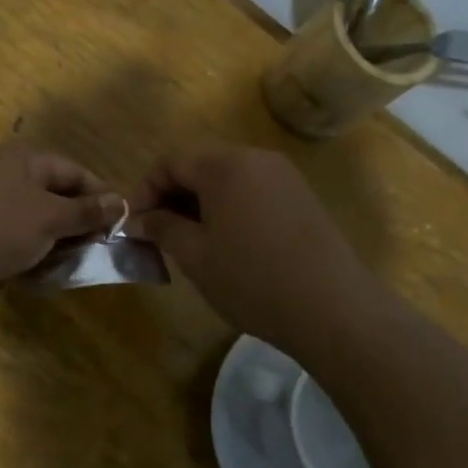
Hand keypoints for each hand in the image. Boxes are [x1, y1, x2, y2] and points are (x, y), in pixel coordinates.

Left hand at [0, 141, 123, 311]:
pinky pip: (12, 242)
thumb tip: (120, 202)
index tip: (122, 225)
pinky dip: (29, 256)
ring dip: (53, 244)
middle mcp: (7, 176)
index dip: (101, 196)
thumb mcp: (49, 216)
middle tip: (100, 251)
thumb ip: (85, 211)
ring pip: (34, 223)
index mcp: (27, 159)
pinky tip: (40, 276)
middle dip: (78, 224)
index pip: (76, 172)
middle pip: (54, 196)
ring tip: (74, 267)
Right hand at [129, 144, 379, 355]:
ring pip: (228, 179)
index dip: (145, 190)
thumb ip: (162, 228)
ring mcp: (284, 176)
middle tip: (159, 235)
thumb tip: (137, 219)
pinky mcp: (302, 197)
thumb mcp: (196, 256)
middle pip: (201, 166)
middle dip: (173, 196)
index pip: (171, 162)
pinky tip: (229, 244)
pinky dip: (230, 208)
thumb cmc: (253, 280)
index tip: (134, 225)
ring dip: (201, 203)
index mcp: (226, 165)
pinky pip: (253, 191)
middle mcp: (256, 158)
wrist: (334, 308)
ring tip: (191, 242)